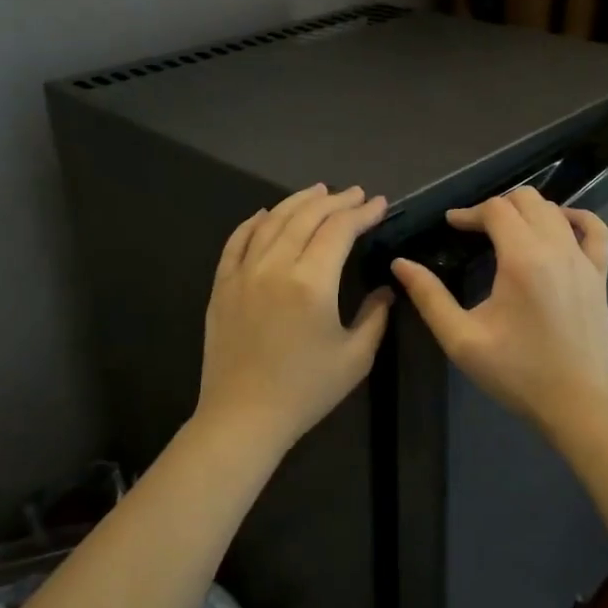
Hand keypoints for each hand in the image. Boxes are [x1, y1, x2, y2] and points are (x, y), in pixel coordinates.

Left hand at [196, 184, 393, 448]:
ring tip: (318, 191)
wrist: (243, 417)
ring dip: (297, 201)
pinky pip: (237, 241)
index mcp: (312, 282)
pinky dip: (253, 222)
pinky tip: (264, 213)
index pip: (339, 230)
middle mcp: (275, 266)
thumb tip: (385, 289)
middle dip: (335, 200)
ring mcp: (243, 273)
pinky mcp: (222, 285)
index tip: (379, 204)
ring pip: (272, 221)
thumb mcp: (355, 358)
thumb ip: (375, 317)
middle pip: (306, 217)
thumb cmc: (305, 391)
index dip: (362, 213)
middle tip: (355, 193)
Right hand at [390, 186, 607, 438]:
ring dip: (526, 210)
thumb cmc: (517, 373)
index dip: (469, 212)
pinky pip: (595, 229)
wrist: (578, 404)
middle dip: (496, 206)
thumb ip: (429, 297)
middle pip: (526, 199)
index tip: (450, 226)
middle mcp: (556, 248)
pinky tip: (559, 224)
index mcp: (522, 259)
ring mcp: (584, 260)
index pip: (495, 209)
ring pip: (554, 210)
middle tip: (475, 229)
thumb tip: (400, 264)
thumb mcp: (462, 339)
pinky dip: (575, 217)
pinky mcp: (600, 275)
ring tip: (505, 230)